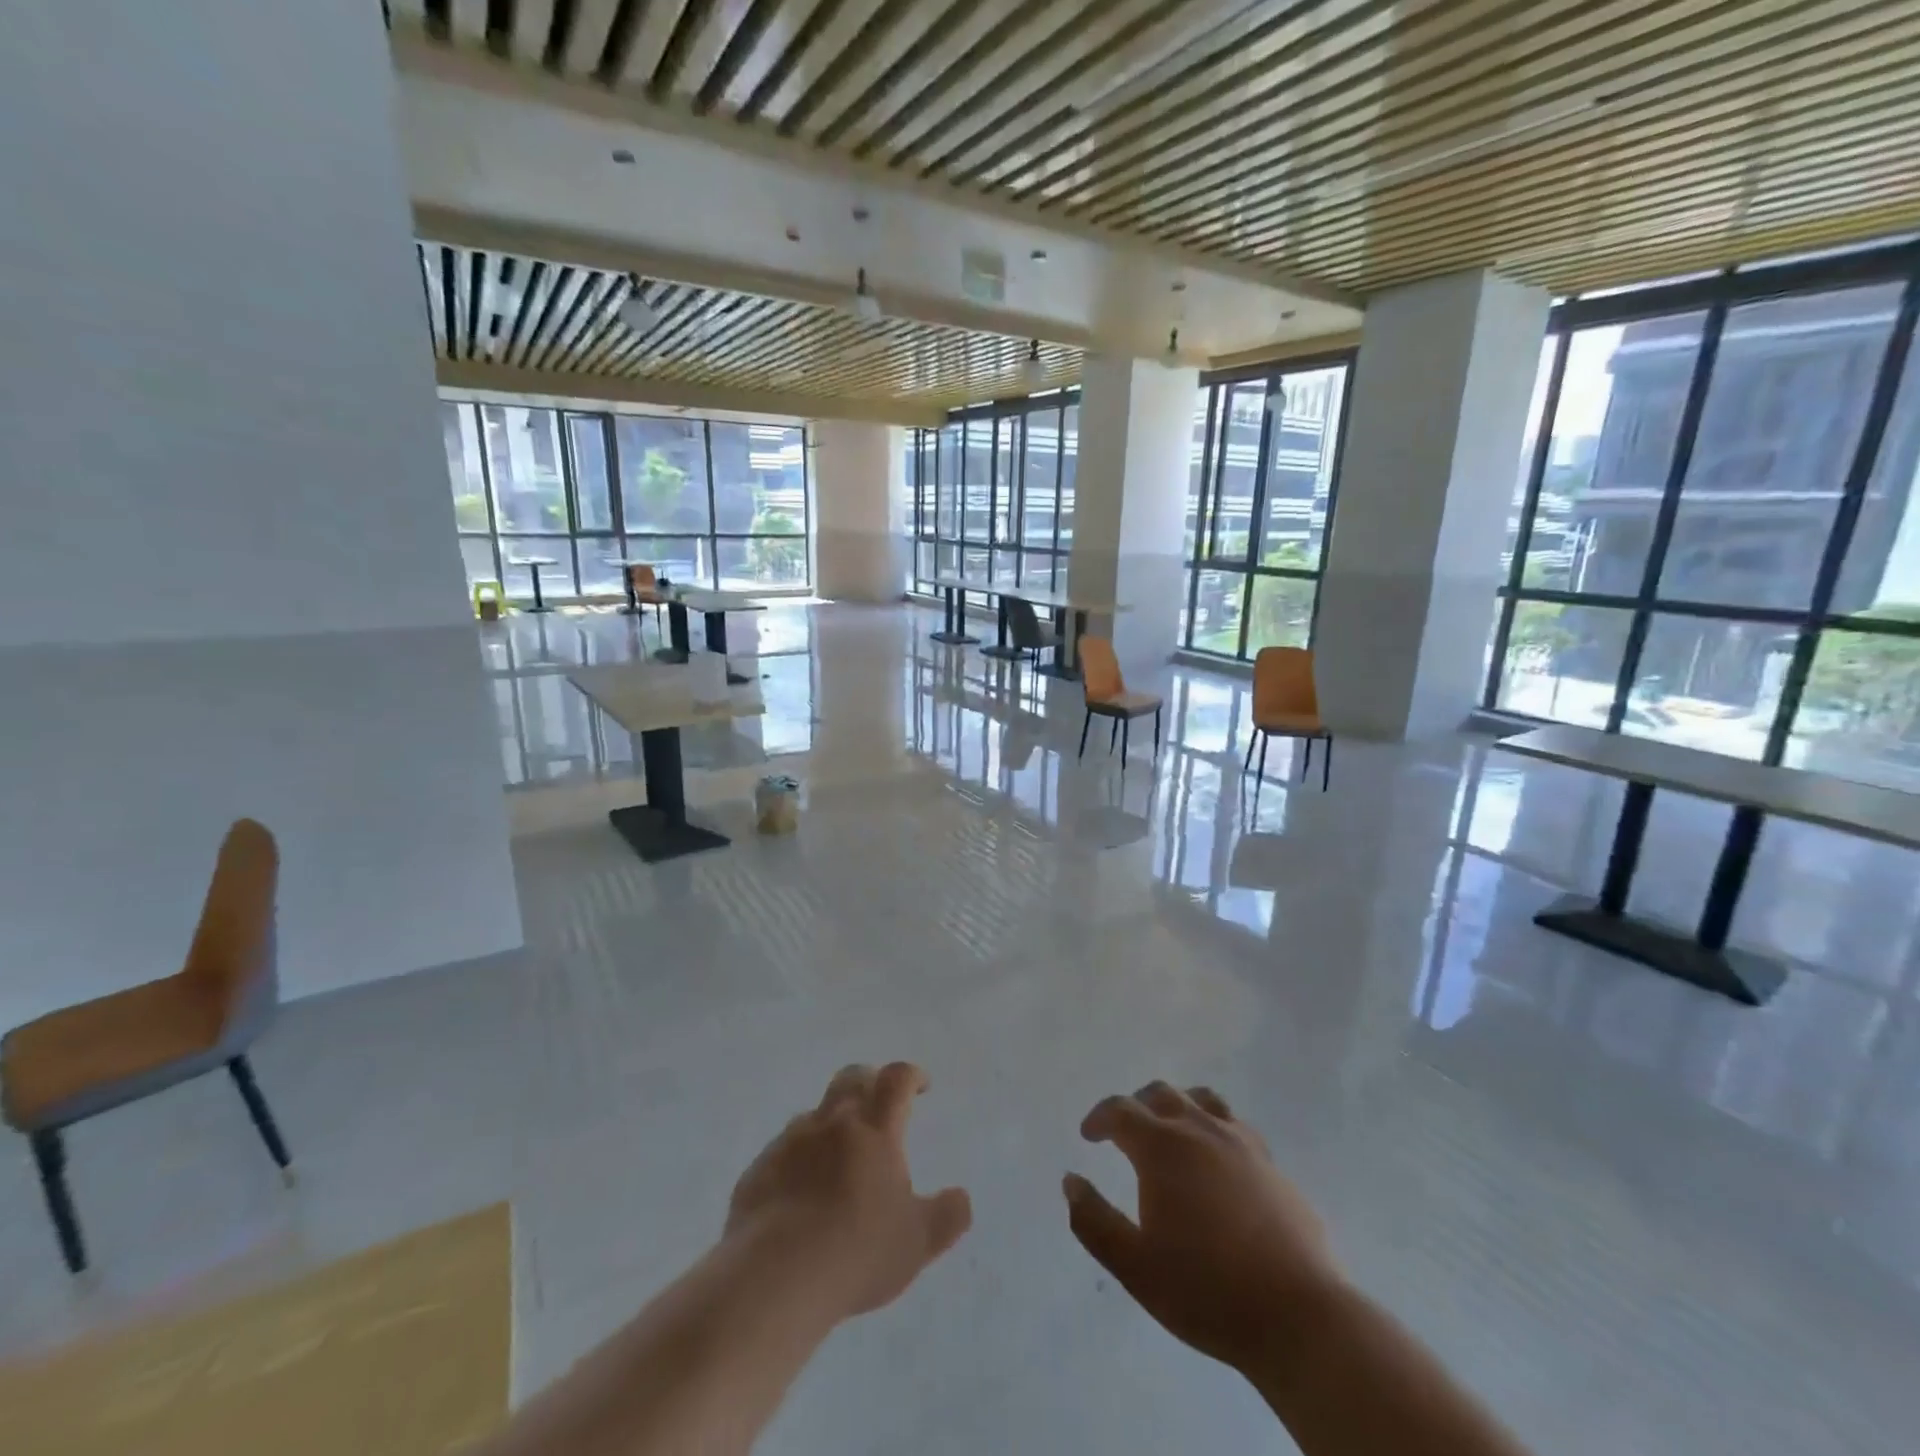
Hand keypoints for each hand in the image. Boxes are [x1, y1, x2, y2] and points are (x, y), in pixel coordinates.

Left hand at [726, 1062, 971, 1321]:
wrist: (775, 1277)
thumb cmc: (857, 1252)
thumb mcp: (918, 1243)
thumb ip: (946, 1216)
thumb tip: (961, 1197)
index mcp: (875, 1130)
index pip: (896, 1080)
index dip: (911, 1075)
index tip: (920, 1085)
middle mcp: (833, 1123)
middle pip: (852, 1078)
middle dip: (869, 1082)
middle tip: (879, 1104)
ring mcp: (791, 1142)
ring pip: (815, 1114)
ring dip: (831, 1123)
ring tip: (838, 1160)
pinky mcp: (759, 1169)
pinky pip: (783, 1151)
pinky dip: (798, 1160)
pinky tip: (800, 1195)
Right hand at [1063, 1082, 1343, 1372]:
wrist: (1299, 1317)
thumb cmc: (1206, 1291)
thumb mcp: (1134, 1266)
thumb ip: (1094, 1221)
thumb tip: (1071, 1181)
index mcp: (1163, 1147)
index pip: (1121, 1110)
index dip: (1100, 1117)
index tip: (1089, 1134)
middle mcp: (1201, 1130)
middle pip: (1162, 1094)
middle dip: (1137, 1105)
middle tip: (1125, 1131)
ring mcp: (1242, 1143)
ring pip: (1203, 1101)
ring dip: (1178, 1106)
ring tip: (1171, 1132)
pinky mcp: (1273, 1165)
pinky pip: (1235, 1127)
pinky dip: (1214, 1130)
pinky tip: (1216, 1162)